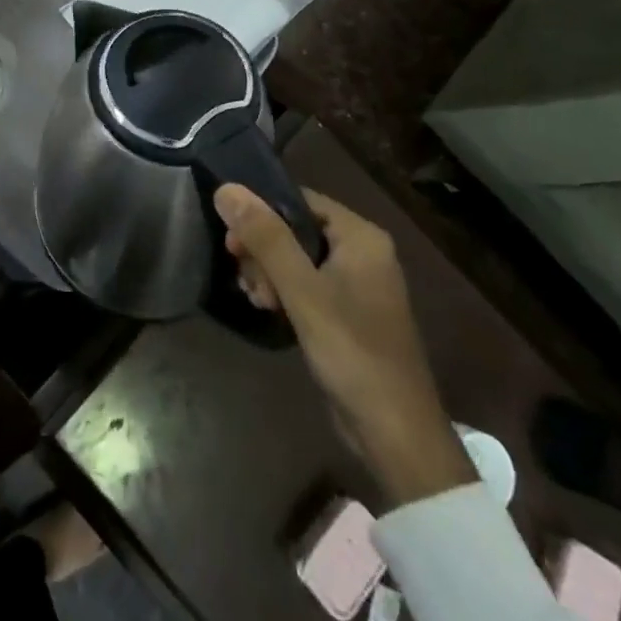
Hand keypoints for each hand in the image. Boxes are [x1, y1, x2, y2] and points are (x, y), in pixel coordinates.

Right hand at [214, 183, 476, 508]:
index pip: (299, 200)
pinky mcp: (347, 312)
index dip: (261, 213)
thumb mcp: (301, 290)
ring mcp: (356, 284)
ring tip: (257, 300)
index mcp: (361, 236)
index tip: (233, 240)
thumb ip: (265, 237)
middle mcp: (362, 252)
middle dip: (263, 251)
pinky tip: (266, 308)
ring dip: (269, 274)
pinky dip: (284, 291)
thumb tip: (226, 188)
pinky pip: (306, 284)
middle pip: (295, 229)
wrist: (394, 432)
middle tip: (245, 278)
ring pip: (296, 258)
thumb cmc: (351, 350)